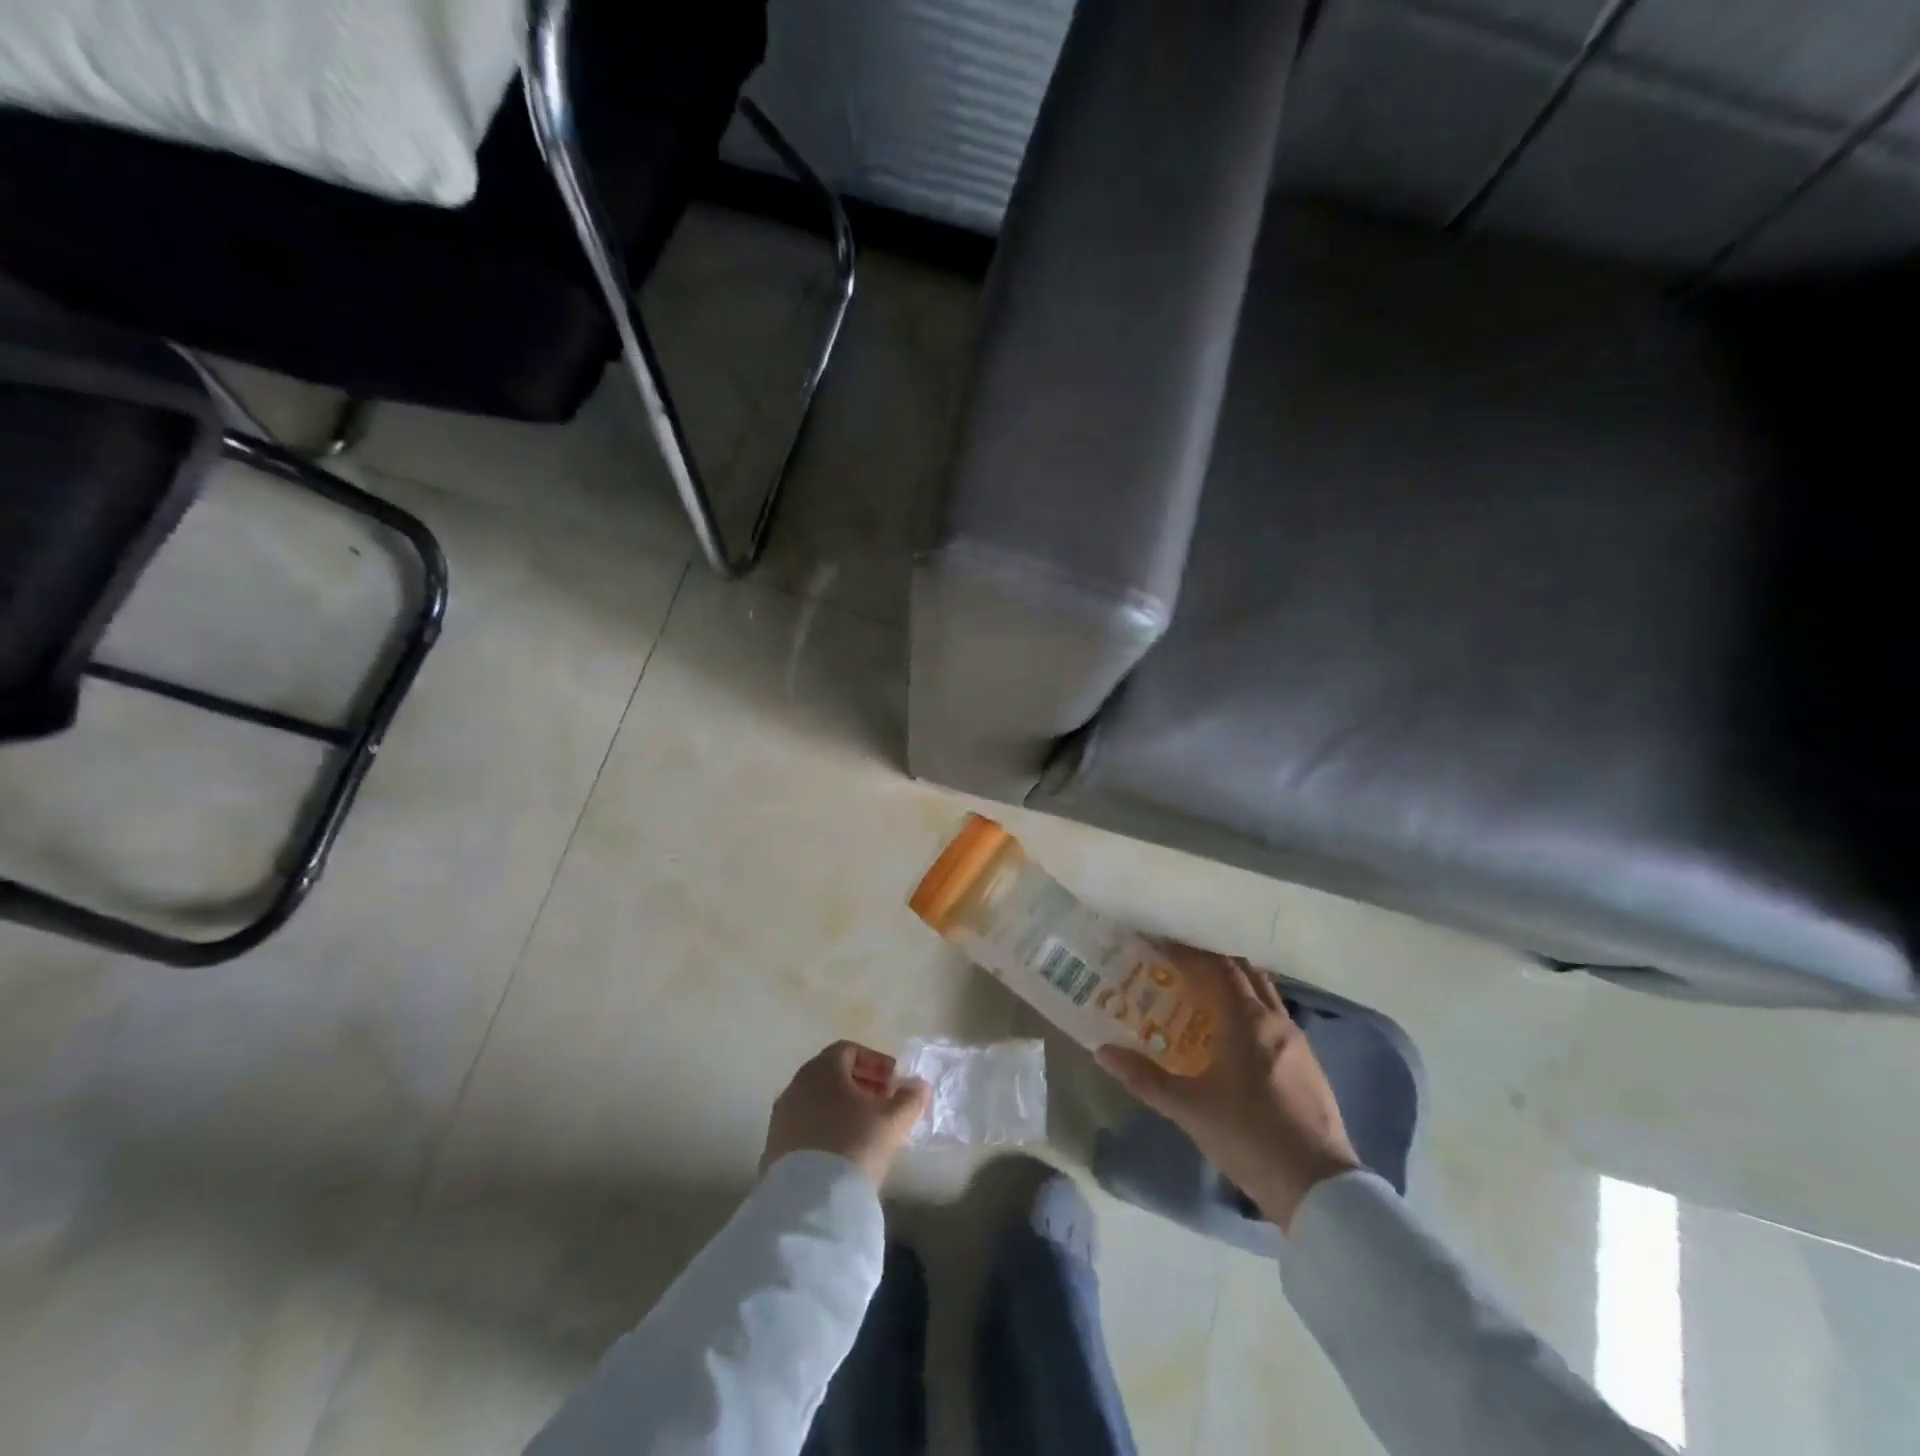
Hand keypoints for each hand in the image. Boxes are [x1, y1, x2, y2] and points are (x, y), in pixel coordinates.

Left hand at [761, 1041, 930, 1186]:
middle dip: (859, 1084)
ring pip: (815, 1101)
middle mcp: (796, 1085)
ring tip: (864, 1130)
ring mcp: (781, 1117)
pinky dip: (823, 1129)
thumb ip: (910, 1098)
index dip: (875, 1062)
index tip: (893, 1082)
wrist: (808, 1202)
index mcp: (822, 1069)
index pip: (848, 1050)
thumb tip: (919, 1085)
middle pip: (830, 1074)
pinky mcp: (773, 1147)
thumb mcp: (893, 1120)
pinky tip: (840, 1153)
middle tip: (882, 1103)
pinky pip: (803, 1127)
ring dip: (840, 1108)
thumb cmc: (854, 1145)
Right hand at [1097, 946, 1359, 1231]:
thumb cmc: (1249, 1138)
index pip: (1216, 967)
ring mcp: (1298, 1041)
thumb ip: (1145, 1078)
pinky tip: (1234, 1035)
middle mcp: (1275, 1020)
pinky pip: (1276, 1017)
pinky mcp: (1309, 1064)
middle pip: (1243, 971)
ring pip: (1264, 993)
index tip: (1159, 946)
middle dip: (1211, 962)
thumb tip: (1102, 1052)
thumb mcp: (1189, 1110)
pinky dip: (1252, 1008)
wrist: (1320, 1189)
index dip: (1187, 952)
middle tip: (1178, 967)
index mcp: (1246, 1020)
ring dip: (1235, 984)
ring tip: (1203, 996)